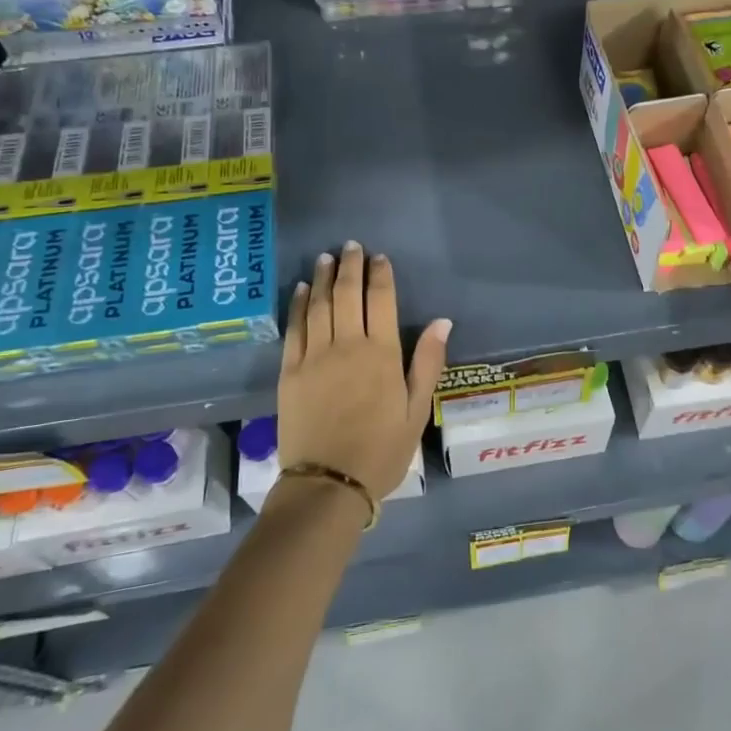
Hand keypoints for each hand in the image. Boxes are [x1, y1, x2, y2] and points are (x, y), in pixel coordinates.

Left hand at [276, 240, 452, 500]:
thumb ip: (428, 362)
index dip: (380, 274)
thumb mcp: (417, 411)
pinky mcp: (289, 372)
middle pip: (346, 294)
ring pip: (318, 305)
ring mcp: (314, 356)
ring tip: (325, 258)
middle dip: (349, 266)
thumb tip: (441, 321)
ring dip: (322, 278)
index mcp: (381, 353)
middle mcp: (346, 345)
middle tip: (351, 246)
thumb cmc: (382, 450)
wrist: (328, 484)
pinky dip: (298, 305)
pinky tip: (299, 290)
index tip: (379, 257)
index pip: (380, 299)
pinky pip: (294, 329)